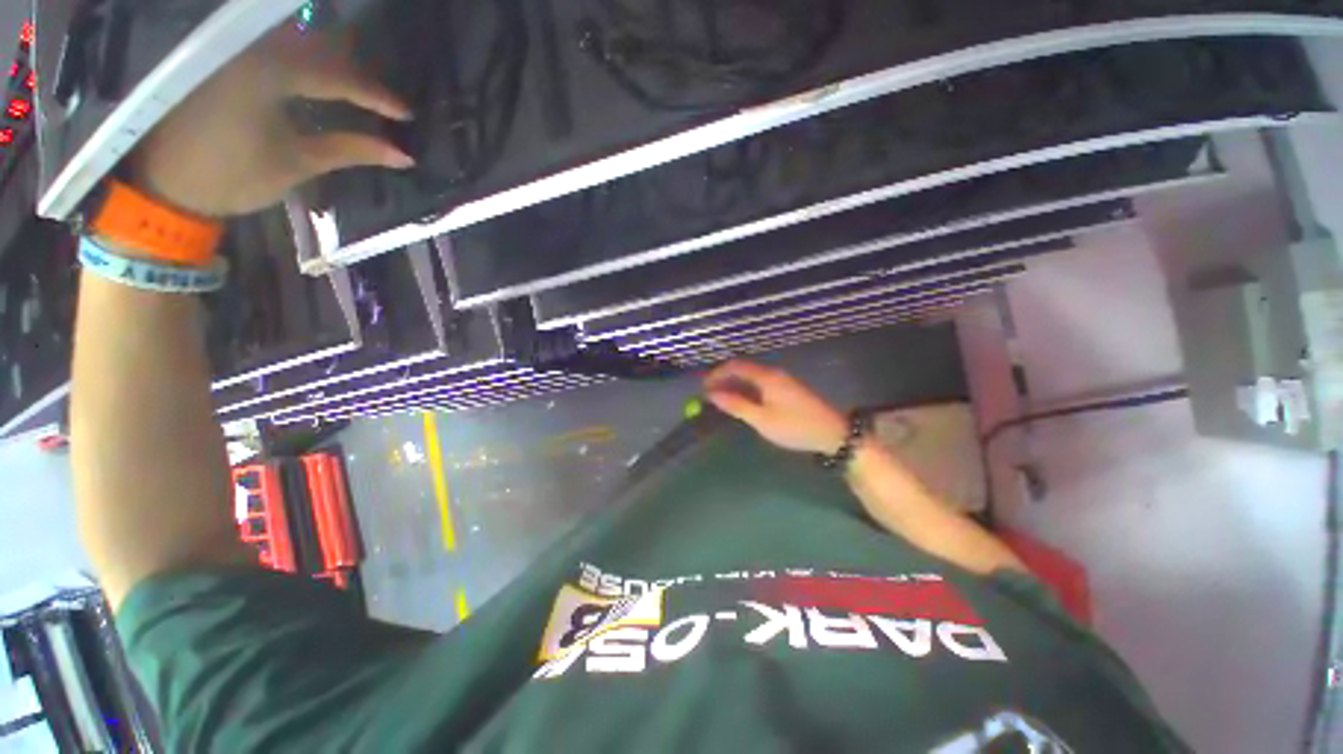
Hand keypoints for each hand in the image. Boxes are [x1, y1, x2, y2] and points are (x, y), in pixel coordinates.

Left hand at [130, 27, 413, 217]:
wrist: (169, 185)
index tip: (407, 113)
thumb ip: (351, 150)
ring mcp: (233, 52)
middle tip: (386, 98)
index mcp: (265, 74)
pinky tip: (321, 79)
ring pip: (296, 46)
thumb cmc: (235, 177)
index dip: (374, 95)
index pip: (334, 77)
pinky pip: (274, 51)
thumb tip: (403, 155)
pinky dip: (303, 63)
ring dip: (331, 63)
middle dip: (356, 72)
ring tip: (361, 86)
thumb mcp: (298, 162)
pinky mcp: (223, 60)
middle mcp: (249, 50)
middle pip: (317, 50)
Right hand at [704, 360, 847, 454]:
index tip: (702, 386)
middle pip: (743, 369)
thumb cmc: (795, 426)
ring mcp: (782, 380)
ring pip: (751, 377)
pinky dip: (746, 390)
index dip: (717, 373)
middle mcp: (774, 373)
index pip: (735, 366)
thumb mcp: (762, 419)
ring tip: (720, 400)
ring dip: (734, 385)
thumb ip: (736, 405)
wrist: (833, 433)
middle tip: (707, 394)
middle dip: (723, 379)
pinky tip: (741, 403)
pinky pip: (760, 384)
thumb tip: (712, 394)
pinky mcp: (787, 389)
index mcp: (767, 376)